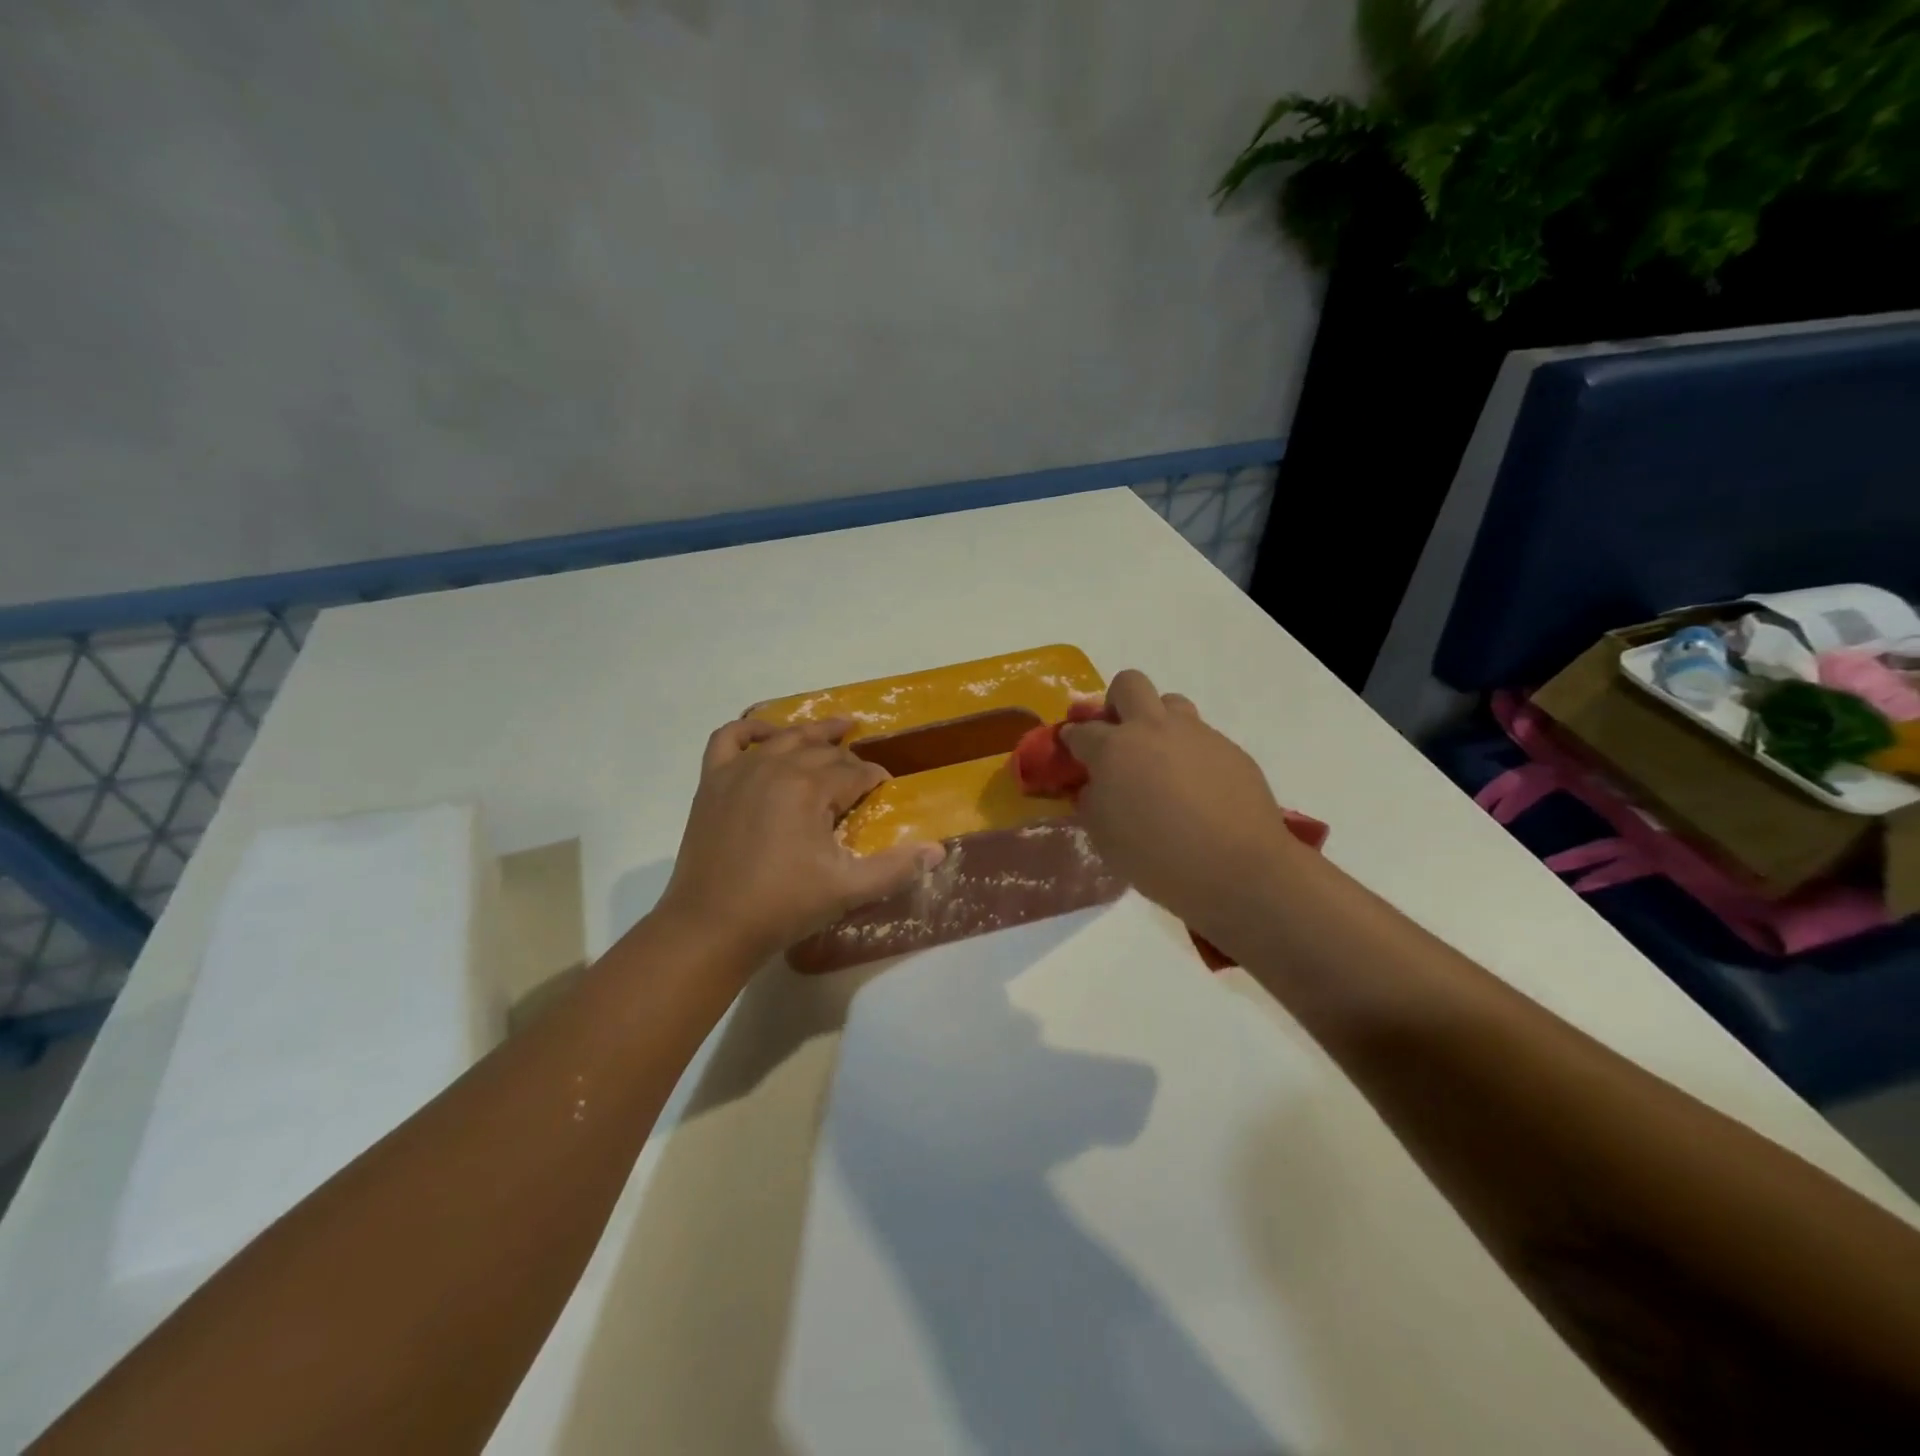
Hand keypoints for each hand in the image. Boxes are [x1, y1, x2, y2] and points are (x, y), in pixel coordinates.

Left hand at [655, 717, 946, 964]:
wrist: (711, 926)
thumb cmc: (783, 906)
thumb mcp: (848, 889)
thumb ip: (896, 868)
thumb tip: (939, 850)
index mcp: (810, 788)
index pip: (855, 772)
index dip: (875, 779)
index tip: (884, 789)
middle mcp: (776, 767)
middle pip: (823, 751)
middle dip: (849, 759)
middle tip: (863, 773)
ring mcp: (740, 771)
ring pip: (785, 737)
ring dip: (813, 733)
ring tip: (836, 730)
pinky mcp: (713, 782)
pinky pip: (729, 738)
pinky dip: (751, 729)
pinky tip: (767, 733)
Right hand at [1061, 670, 1305, 944]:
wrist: (1238, 869)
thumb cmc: (1158, 858)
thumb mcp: (1104, 837)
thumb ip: (1093, 801)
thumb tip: (1097, 785)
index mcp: (1114, 748)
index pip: (1081, 730)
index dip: (1071, 739)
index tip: (1071, 749)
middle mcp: (1153, 729)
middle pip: (1129, 684)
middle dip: (1116, 702)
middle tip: (1117, 735)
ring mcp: (1197, 734)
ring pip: (1171, 703)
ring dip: (1158, 722)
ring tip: (1160, 760)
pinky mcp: (1230, 749)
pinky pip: (1202, 738)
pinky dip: (1190, 754)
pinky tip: (1197, 789)